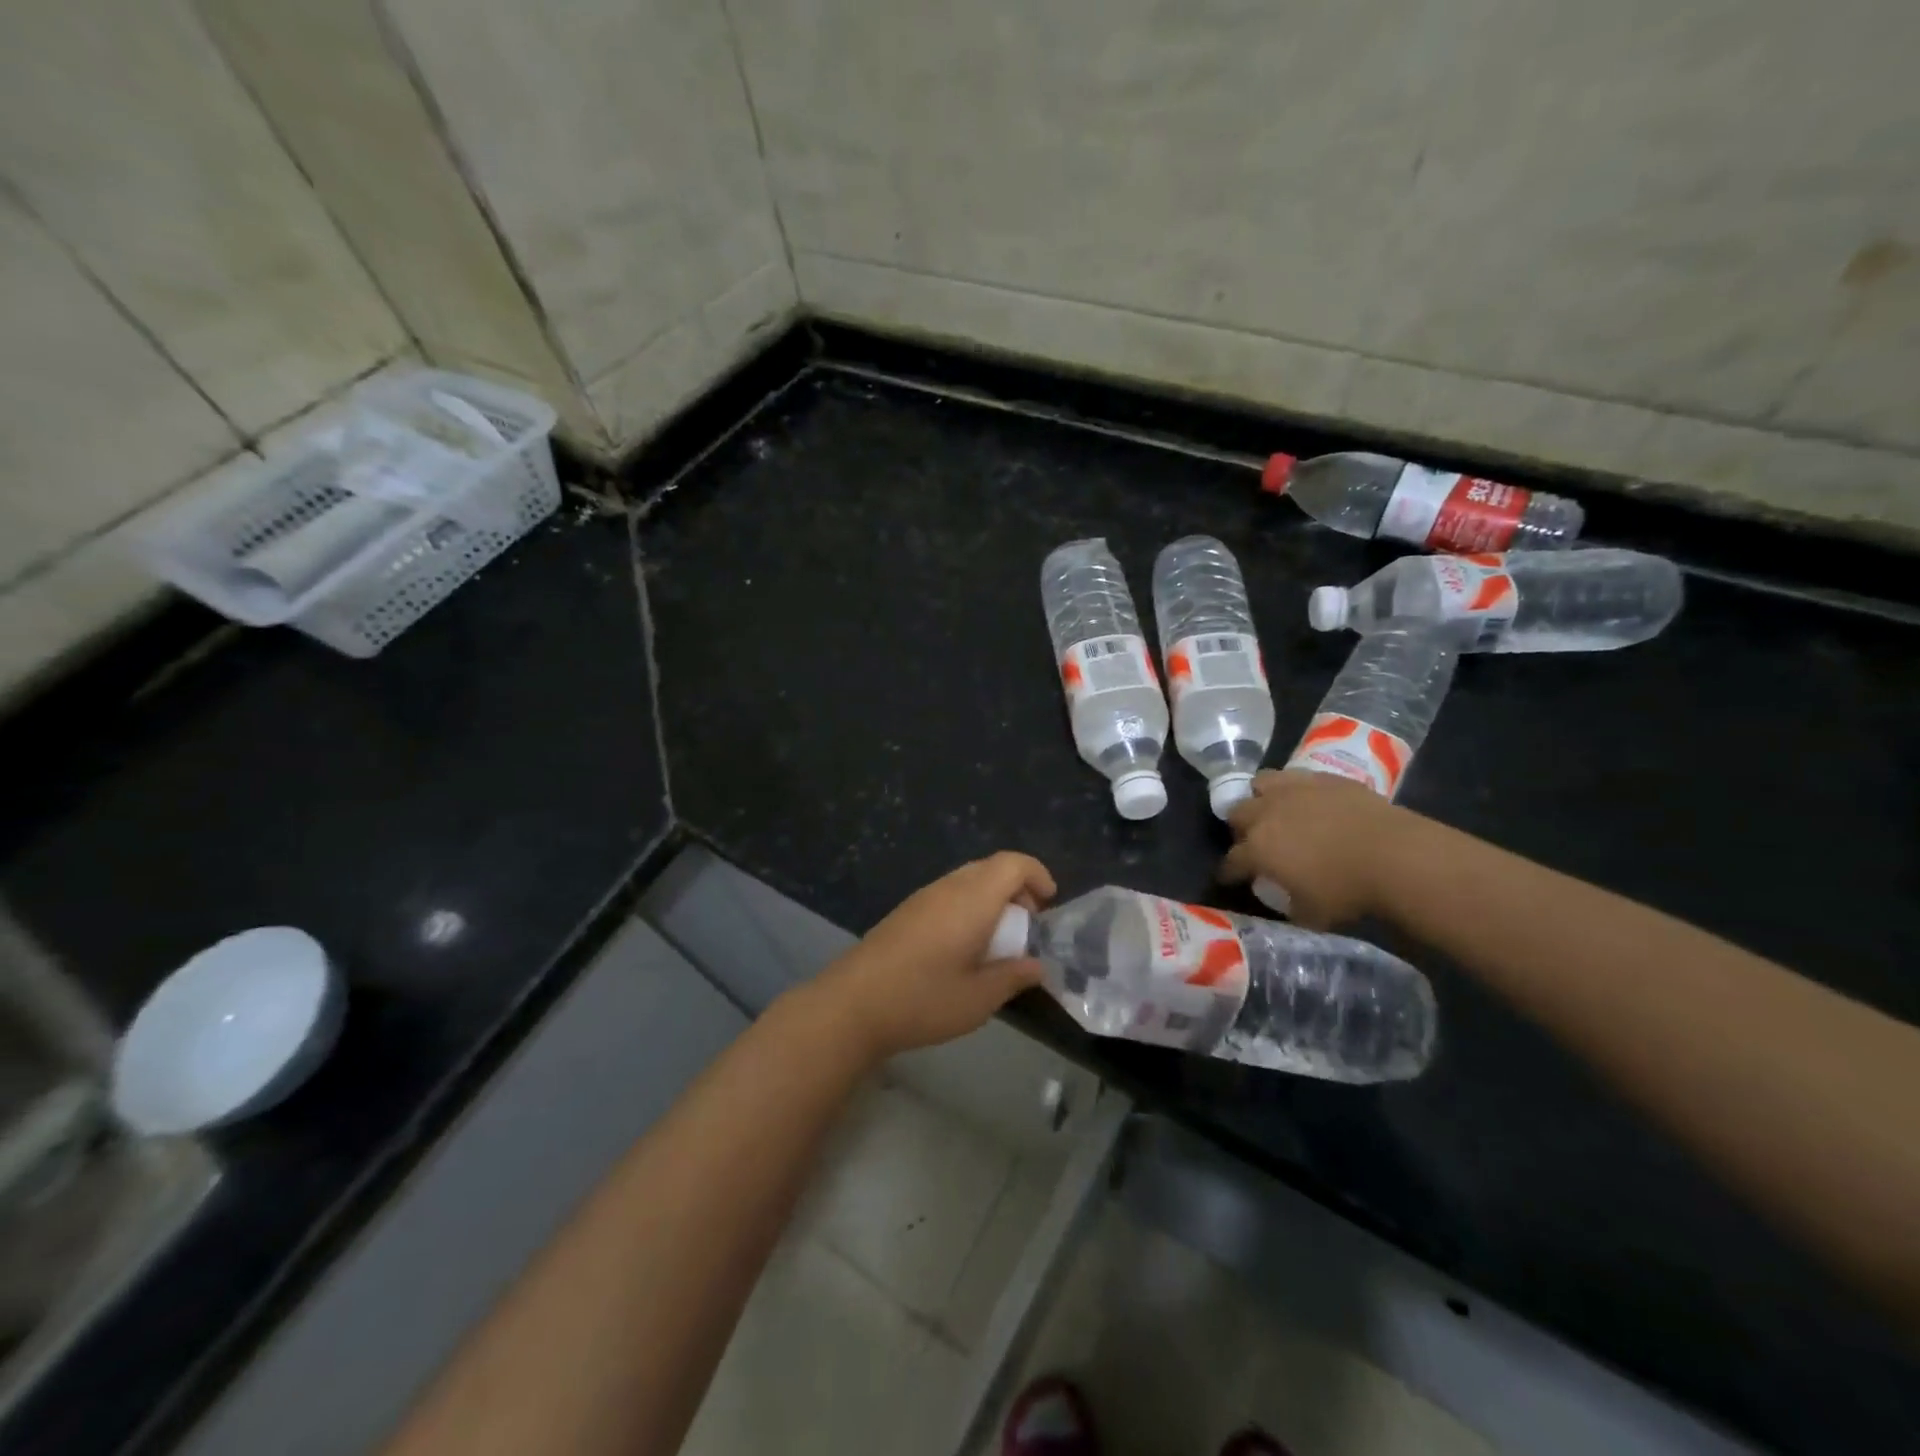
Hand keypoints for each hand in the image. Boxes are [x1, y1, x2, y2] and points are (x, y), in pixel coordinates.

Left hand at [807, 852, 1056, 1062]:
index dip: (1037, 875)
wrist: (853, 1004)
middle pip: (990, 868)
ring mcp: (922, 897)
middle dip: (1016, 889)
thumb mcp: (979, 998)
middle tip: (1027, 927)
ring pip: (968, 880)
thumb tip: (1037, 966)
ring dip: (991, 899)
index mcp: (972, 899)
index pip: (1012, 863)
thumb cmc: (923, 999)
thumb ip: (1013, 976)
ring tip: (998, 941)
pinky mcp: (906, 911)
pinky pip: (948, 894)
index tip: (1049, 905)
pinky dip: (968, 907)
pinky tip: (964, 947)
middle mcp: (948, 887)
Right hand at [1221, 770, 1406, 928]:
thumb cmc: (1348, 890)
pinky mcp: (1322, 778)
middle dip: (1241, 829)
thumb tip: (1287, 902)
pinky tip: (1309, 801)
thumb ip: (1290, 906)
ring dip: (1261, 798)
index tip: (1231, 879)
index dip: (1229, 873)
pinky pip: (1295, 777)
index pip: (1230, 862)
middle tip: (1257, 842)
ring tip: (1276, 811)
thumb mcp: (1312, 914)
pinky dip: (1295, 789)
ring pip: (1259, 784)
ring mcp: (1293, 790)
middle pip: (1236, 814)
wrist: (1395, 855)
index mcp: (1257, 849)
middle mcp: (1265, 813)